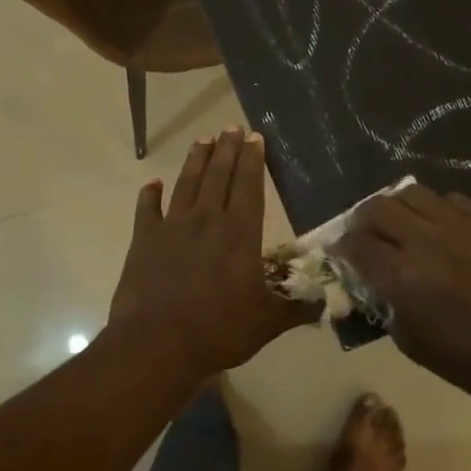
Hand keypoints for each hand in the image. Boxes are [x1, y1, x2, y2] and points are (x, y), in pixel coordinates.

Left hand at [108, 129, 316, 374]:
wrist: (157, 343)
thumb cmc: (218, 330)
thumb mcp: (267, 323)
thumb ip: (296, 308)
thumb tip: (327, 302)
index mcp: (240, 233)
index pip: (248, 186)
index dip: (252, 160)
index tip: (254, 137)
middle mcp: (206, 220)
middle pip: (218, 175)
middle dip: (227, 149)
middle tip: (231, 127)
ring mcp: (172, 227)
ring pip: (186, 183)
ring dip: (195, 160)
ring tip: (203, 140)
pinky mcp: (144, 240)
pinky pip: (147, 209)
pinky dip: (149, 194)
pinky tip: (152, 183)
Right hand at [335, 183, 470, 408]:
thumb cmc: (467, 360)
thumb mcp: (411, 342)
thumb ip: (384, 305)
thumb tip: (372, 284)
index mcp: (401, 276)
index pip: (355, 246)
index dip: (340, 249)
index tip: (339, 254)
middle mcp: (423, 241)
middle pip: (376, 208)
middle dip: (361, 222)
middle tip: (364, 237)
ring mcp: (456, 227)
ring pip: (410, 193)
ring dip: (395, 207)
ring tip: (398, 224)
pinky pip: (449, 199)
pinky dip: (433, 208)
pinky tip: (436, 225)